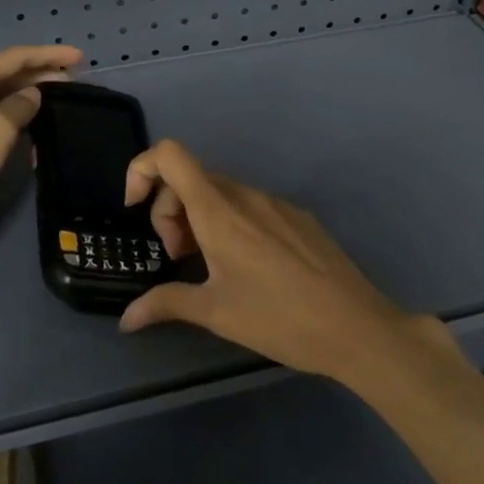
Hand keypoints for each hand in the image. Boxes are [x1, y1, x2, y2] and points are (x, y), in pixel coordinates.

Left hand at [0, 45, 81, 235]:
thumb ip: (19, 106)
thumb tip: (32, 94)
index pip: (15, 58)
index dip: (49, 55)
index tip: (80, 57)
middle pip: (6, 74)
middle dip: (40, 74)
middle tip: (75, 80)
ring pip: (0, 96)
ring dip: (29, 96)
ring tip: (60, 100)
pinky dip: (16, 117)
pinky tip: (34, 126)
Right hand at [117, 140, 449, 390]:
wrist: (357, 327)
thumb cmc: (279, 319)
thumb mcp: (216, 314)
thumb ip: (166, 304)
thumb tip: (126, 319)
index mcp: (219, 212)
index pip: (170, 156)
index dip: (142, 170)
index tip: (135, 210)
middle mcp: (246, 196)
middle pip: (191, 178)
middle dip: (170, 211)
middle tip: (179, 258)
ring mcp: (276, 203)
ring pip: (221, 193)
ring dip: (200, 219)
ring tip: (210, 266)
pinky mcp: (299, 217)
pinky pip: (251, 206)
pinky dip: (232, 223)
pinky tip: (248, 267)